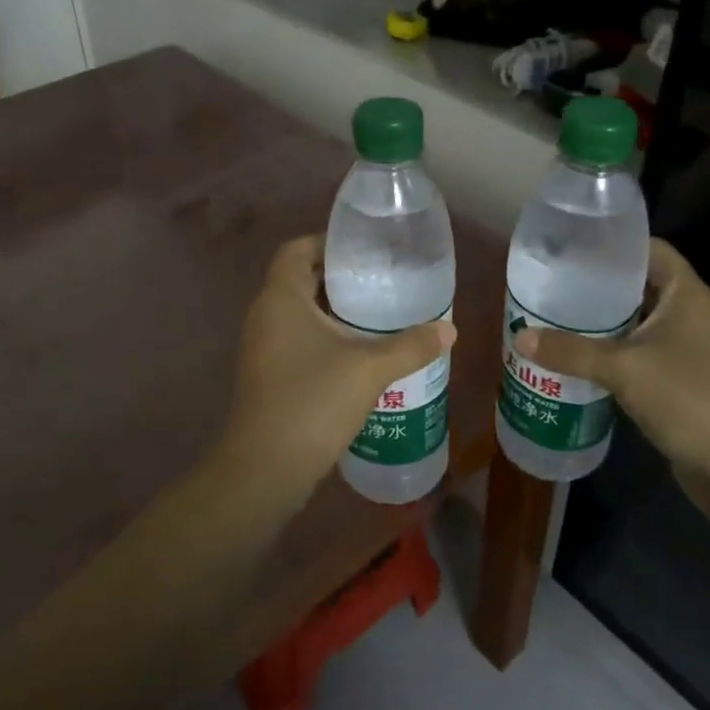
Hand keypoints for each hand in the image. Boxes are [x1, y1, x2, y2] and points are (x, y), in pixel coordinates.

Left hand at [220, 236, 455, 494]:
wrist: (266, 467)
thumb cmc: (313, 401)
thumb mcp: (370, 369)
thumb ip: (411, 345)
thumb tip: (449, 329)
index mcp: (280, 297)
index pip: (296, 249)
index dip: (327, 243)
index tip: (363, 251)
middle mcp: (264, 314)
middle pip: (299, 279)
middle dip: (337, 278)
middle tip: (379, 281)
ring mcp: (261, 346)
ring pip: (297, 312)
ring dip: (330, 310)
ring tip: (375, 315)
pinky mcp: (266, 374)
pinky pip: (294, 339)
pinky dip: (321, 337)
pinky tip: (355, 354)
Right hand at [515, 239, 709, 515]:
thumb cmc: (687, 397)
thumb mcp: (622, 369)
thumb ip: (570, 351)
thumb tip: (519, 336)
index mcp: (688, 294)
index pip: (651, 249)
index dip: (615, 244)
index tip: (574, 245)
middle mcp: (693, 313)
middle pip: (641, 284)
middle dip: (600, 283)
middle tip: (556, 281)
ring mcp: (692, 347)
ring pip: (641, 320)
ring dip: (606, 319)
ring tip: (559, 314)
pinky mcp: (686, 377)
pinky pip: (644, 350)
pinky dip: (616, 349)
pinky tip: (582, 355)